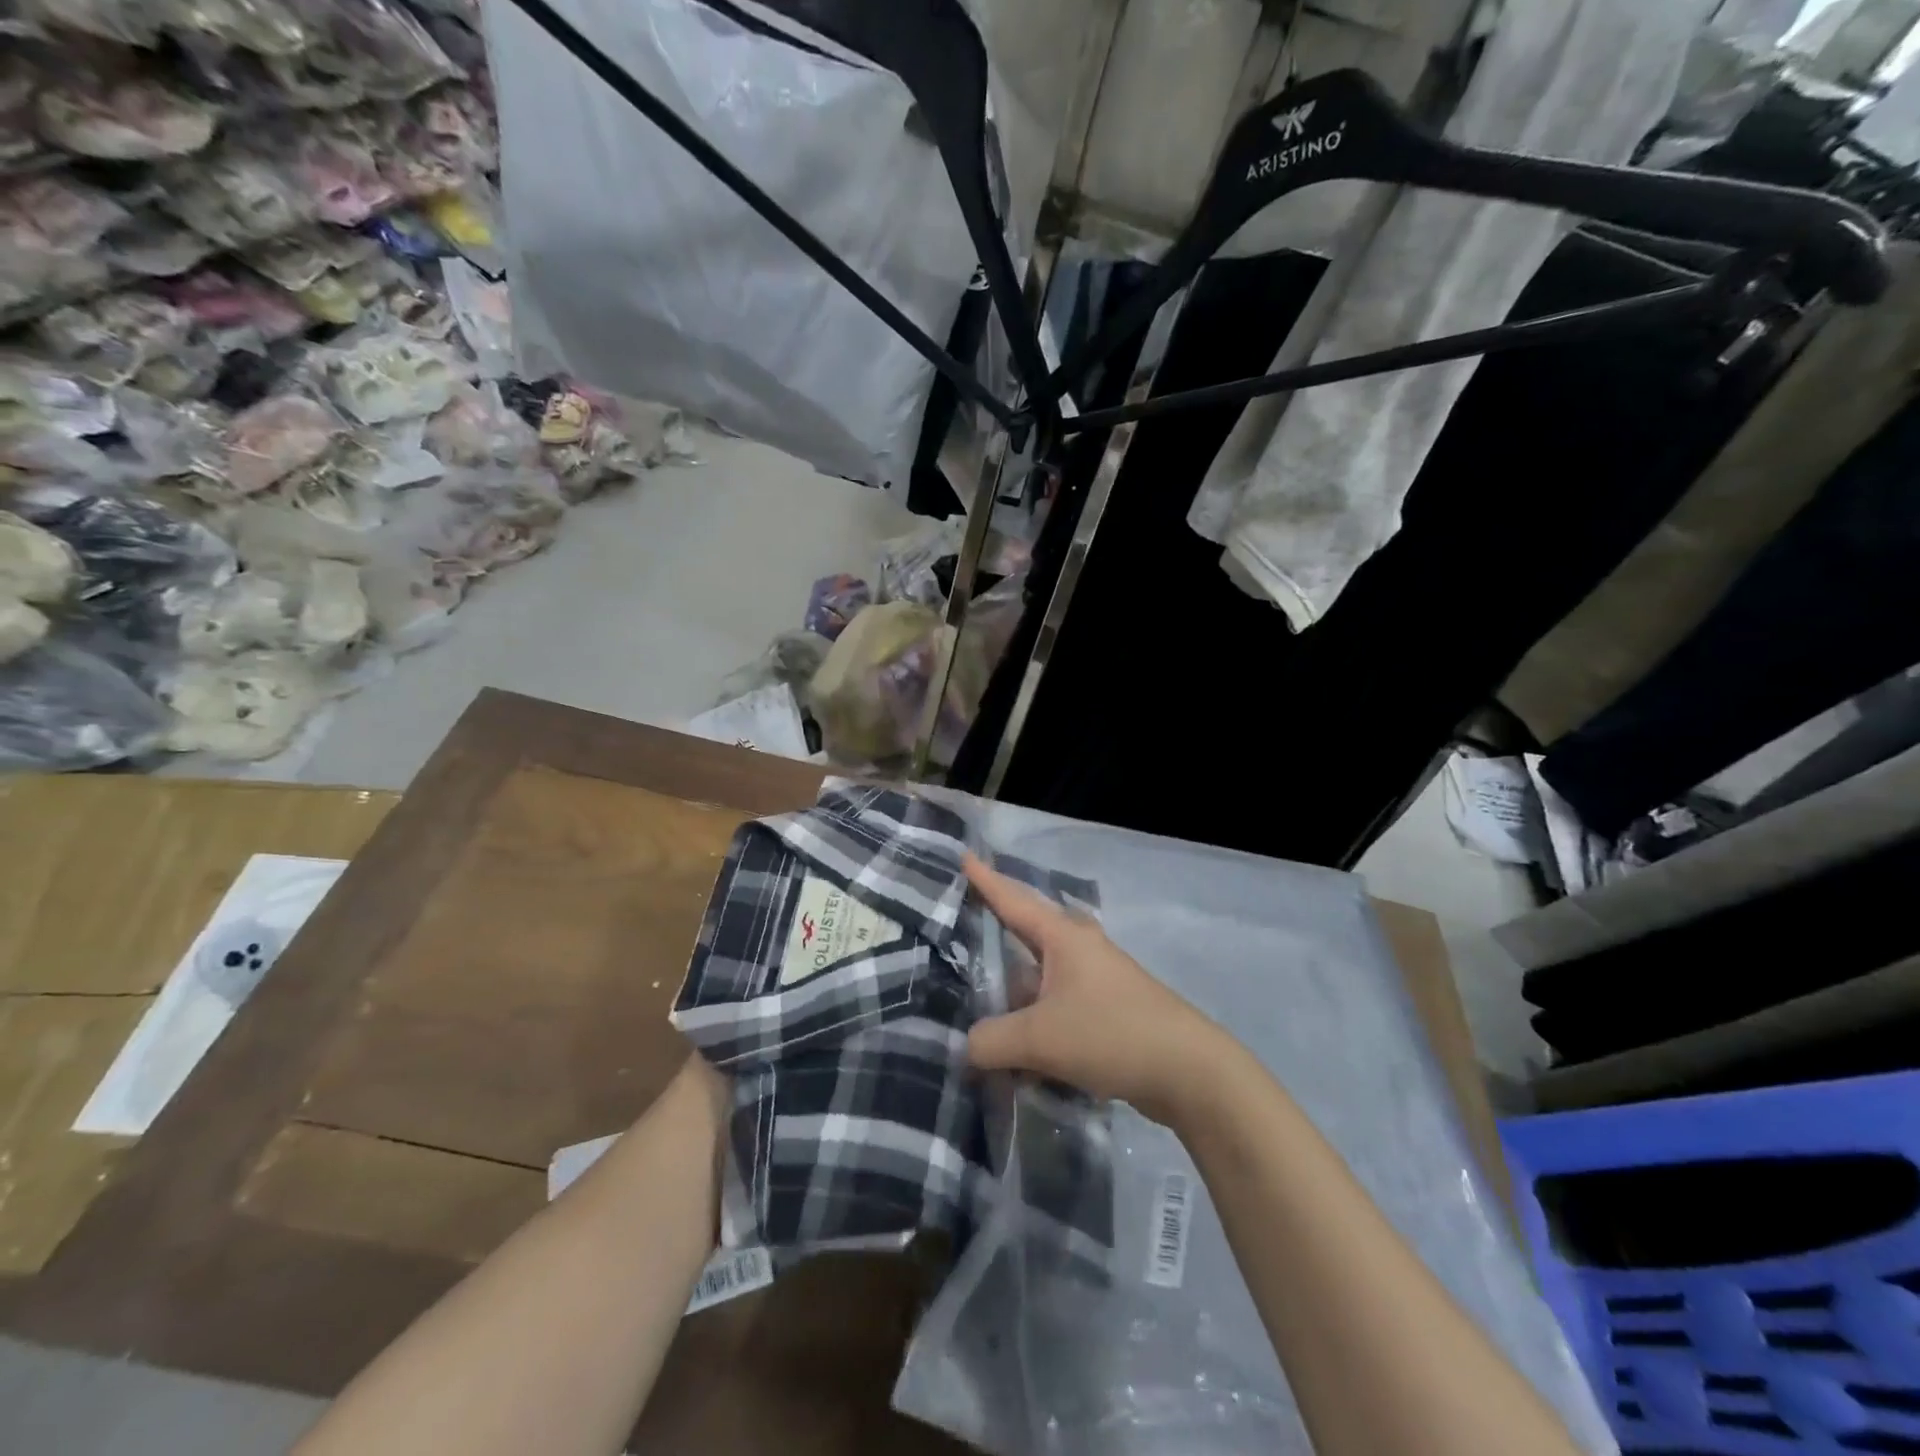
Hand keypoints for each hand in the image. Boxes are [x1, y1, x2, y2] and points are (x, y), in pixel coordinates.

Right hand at [962, 853, 1230, 1125]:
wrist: (1189, 1072)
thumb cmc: (1111, 1033)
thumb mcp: (1040, 1038)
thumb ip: (991, 1041)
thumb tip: (967, 1047)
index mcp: (1063, 936)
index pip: (1012, 899)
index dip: (984, 880)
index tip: (963, 856)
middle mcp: (1079, 948)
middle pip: (1026, 932)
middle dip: (995, 931)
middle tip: (959, 928)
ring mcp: (1096, 979)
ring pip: (1040, 975)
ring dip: (1012, 988)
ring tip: (974, 998)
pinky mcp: (1107, 1010)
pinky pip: (1055, 1005)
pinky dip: (1033, 1018)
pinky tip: (1014, 1044)